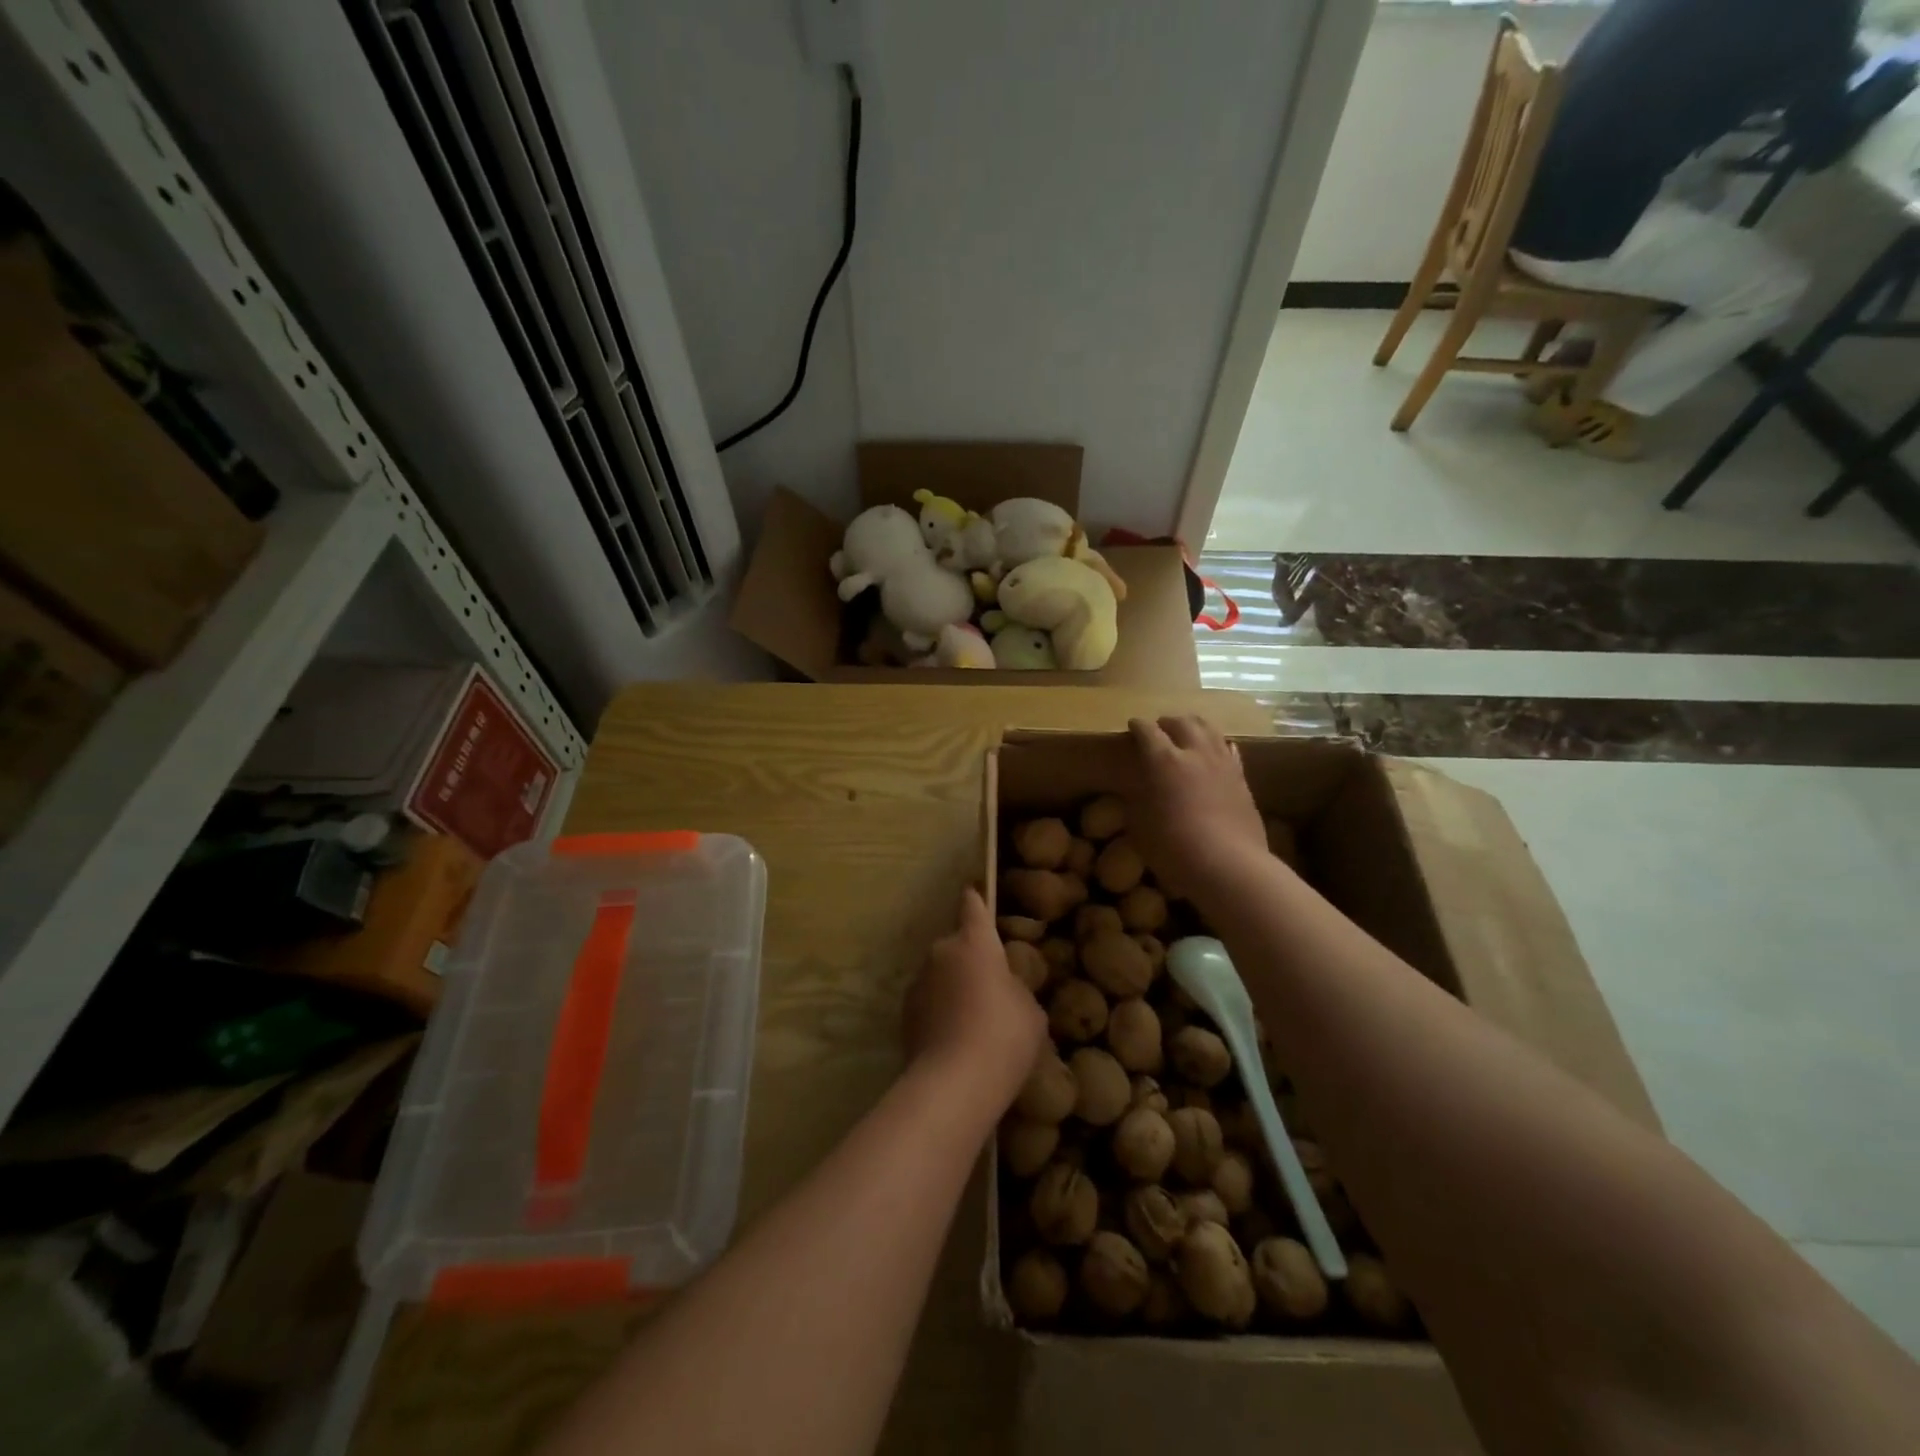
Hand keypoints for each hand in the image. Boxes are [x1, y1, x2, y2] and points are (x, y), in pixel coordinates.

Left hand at [902, 887, 1047, 1111]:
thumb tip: (1001, 989)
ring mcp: (918, 982)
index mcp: (975, 942)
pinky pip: (929, 1003)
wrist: (954, 1083)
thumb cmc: (1004, 1036)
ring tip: (972, 1023)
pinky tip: (954, 1041)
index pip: (973, 908)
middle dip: (969, 961)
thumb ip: (1014, 988)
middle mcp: (941, 952)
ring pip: (940, 976)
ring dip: (952, 988)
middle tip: (989, 991)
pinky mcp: (904, 1014)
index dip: (976, 900)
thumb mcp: (1029, 1010)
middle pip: (956, 947)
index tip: (972, 891)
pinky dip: (939, 1013)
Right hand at [1125, 716, 1270, 901]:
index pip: (1147, 731)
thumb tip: (1139, 789)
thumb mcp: (1140, 827)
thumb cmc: (1175, 850)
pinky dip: (1217, 745)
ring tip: (1187, 734)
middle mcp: (1195, 753)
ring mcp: (1223, 763)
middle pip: (1182, 722)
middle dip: (1167, 722)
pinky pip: (1228, 749)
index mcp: (1163, 761)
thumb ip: (1138, 800)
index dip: (1137, 726)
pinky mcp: (1242, 778)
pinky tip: (1214, 754)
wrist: (1230, 867)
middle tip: (1159, 730)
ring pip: (1210, 729)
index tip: (1132, 726)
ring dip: (1194, 727)